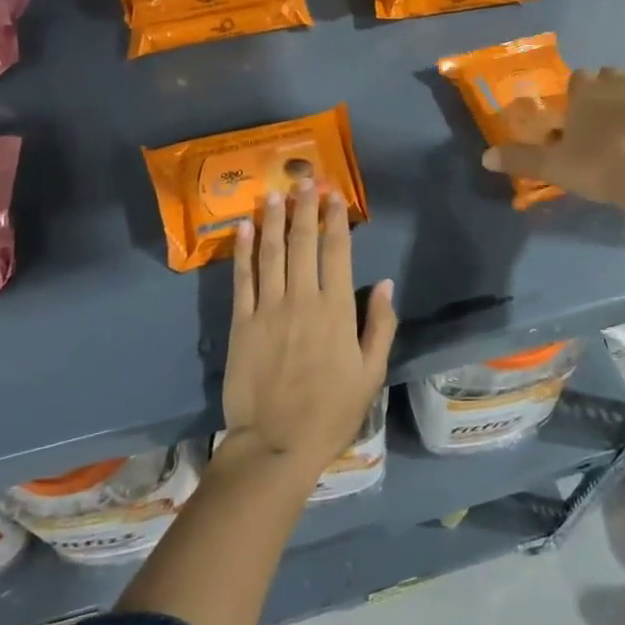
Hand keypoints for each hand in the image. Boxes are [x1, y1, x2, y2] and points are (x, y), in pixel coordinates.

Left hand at [222, 182, 397, 480]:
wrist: (275, 445)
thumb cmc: (330, 412)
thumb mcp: (370, 374)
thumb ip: (379, 326)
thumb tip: (384, 283)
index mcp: (336, 311)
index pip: (337, 252)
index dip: (336, 220)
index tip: (335, 195)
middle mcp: (302, 300)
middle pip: (303, 243)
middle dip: (305, 208)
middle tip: (305, 180)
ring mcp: (268, 309)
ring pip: (272, 253)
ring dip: (275, 219)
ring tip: (276, 192)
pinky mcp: (241, 323)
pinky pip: (242, 278)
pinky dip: (243, 250)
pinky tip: (244, 227)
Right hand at [482, 67, 624, 205]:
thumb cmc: (599, 166)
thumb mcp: (553, 167)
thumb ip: (520, 159)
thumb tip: (484, 157)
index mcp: (586, 91)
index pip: (578, 79)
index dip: (578, 95)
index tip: (578, 115)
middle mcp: (619, 80)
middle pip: (610, 75)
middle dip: (607, 90)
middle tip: (606, 120)